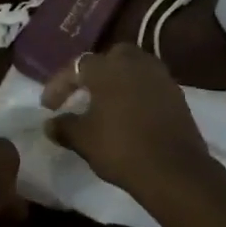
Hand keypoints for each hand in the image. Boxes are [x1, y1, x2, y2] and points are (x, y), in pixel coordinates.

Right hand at [41, 44, 220, 200]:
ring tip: (107, 103)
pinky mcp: (176, 93)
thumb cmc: (121, 148)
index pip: (77, 66)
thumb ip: (65, 127)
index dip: (59, 85)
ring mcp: (160, 76)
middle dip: (94, 73)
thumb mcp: (84, 140)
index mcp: (108, 68)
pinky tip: (130, 113)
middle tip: (83, 94)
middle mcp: (135, 62)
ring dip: (118, 81)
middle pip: (110, 57)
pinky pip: (150, 84)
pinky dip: (137, 92)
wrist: (174, 169)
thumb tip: (50, 124)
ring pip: (133, 68)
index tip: (48, 106)